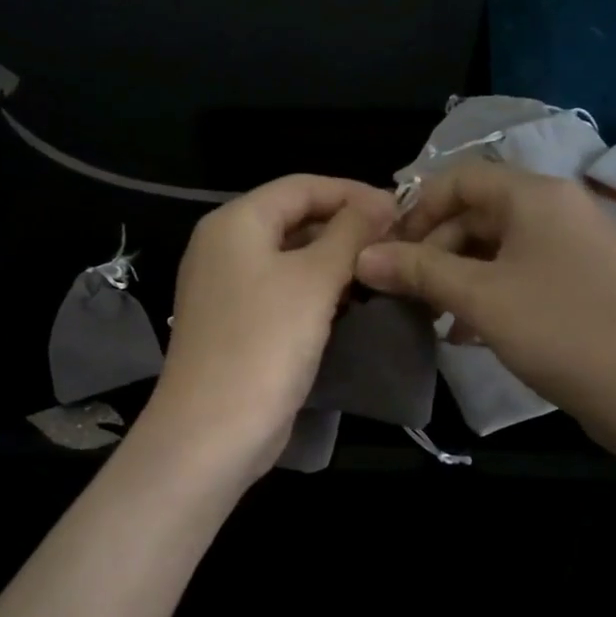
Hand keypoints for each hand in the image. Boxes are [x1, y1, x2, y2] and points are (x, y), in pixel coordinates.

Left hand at [147, 175, 398, 476]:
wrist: (213, 430)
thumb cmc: (265, 343)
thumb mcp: (314, 280)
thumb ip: (349, 233)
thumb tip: (382, 201)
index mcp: (235, 222)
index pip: (301, 186)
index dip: (353, 192)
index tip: (402, 210)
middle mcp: (223, 246)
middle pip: (293, 218)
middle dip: (346, 227)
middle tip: (398, 243)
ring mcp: (226, 288)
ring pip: (289, 258)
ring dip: (334, 261)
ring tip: (383, 271)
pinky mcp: (236, 323)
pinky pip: (281, 291)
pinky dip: (316, 291)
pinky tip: (351, 303)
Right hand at [355, 161, 615, 462]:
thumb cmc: (562, 330)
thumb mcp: (479, 297)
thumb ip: (418, 271)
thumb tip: (362, 255)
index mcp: (535, 196)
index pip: (460, 179)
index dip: (416, 209)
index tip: (386, 251)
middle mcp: (556, 211)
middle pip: (475, 215)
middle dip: (432, 251)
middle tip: (404, 293)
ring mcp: (572, 250)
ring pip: (495, 251)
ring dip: (455, 279)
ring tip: (430, 319)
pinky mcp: (580, 287)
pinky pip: (518, 278)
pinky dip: (486, 297)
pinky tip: (466, 336)